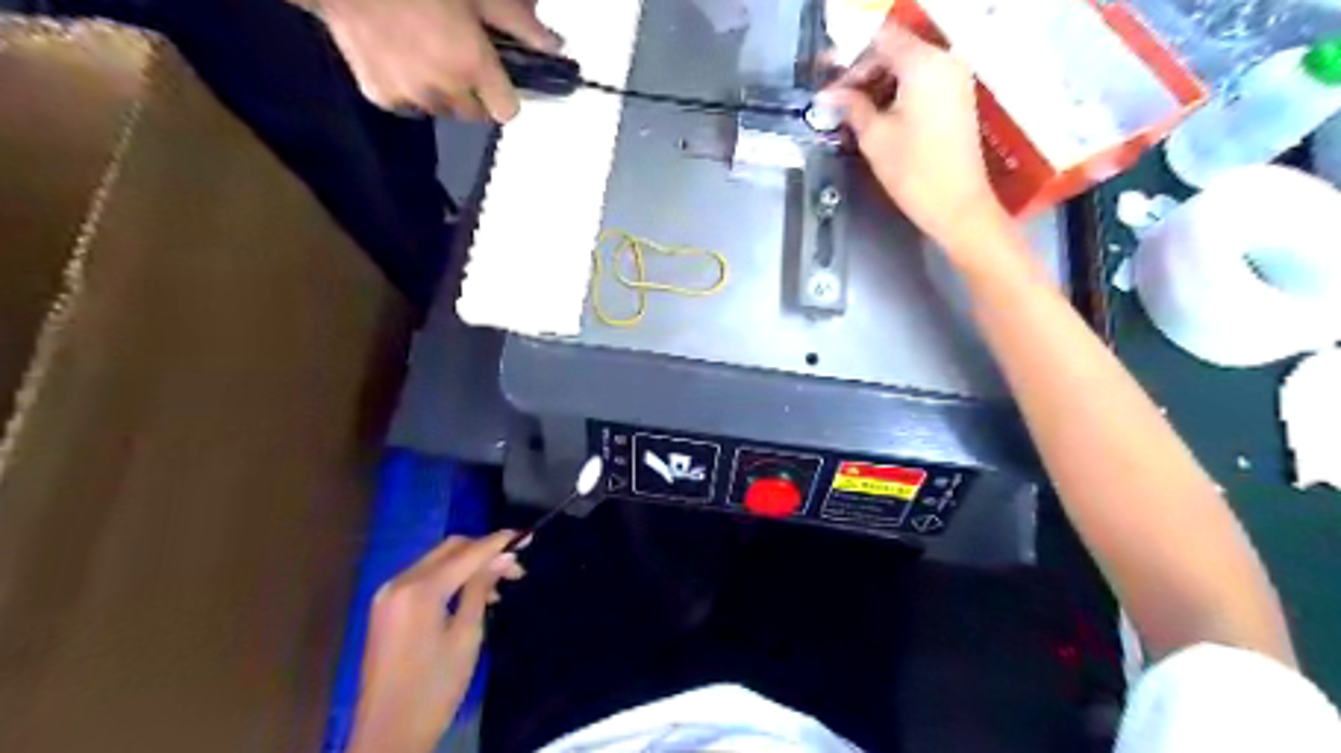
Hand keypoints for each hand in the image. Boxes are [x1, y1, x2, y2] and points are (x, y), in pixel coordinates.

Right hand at [315, 0, 562, 121]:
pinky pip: (407, 105)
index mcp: (473, 66)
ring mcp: (410, 97)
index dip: (504, 96)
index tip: (497, 80)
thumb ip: (518, 22)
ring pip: (442, 112)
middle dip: (475, 95)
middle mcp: (446, 91)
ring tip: (427, 58)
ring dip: (443, 95)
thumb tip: (555, 46)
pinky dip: (408, 91)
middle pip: (475, 115)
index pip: (507, 111)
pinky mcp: (379, 95)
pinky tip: (399, 60)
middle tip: (459, 61)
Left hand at [345, 529, 522, 752]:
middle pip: (450, 549)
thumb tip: (504, 557)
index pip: (467, 553)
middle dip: (484, 552)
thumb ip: (482, 589)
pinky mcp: (386, 607)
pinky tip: (471, 595)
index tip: (527, 537)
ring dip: (469, 565)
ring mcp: (389, 594)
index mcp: (420, 590)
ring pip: (437, 561)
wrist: (387, 735)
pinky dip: (450, 578)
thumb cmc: (434, 688)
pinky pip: (424, 578)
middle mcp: (400, 582)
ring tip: (500, 585)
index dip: (499, 542)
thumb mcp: (466, 636)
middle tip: (515, 567)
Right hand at [818, 28, 1016, 258]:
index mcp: (923, 64)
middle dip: (864, 70)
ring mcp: (955, 78)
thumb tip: (828, 95)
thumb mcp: (874, 137)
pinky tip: (878, 113)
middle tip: (837, 98)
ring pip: (909, 65)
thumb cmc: (913, 171)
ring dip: (880, 81)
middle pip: (896, 49)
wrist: (958, 205)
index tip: (828, 82)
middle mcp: (944, 61)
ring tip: (853, 109)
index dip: (850, 59)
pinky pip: (922, 80)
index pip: (880, 40)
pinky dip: (898, 90)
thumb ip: (852, 106)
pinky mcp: (958, 97)